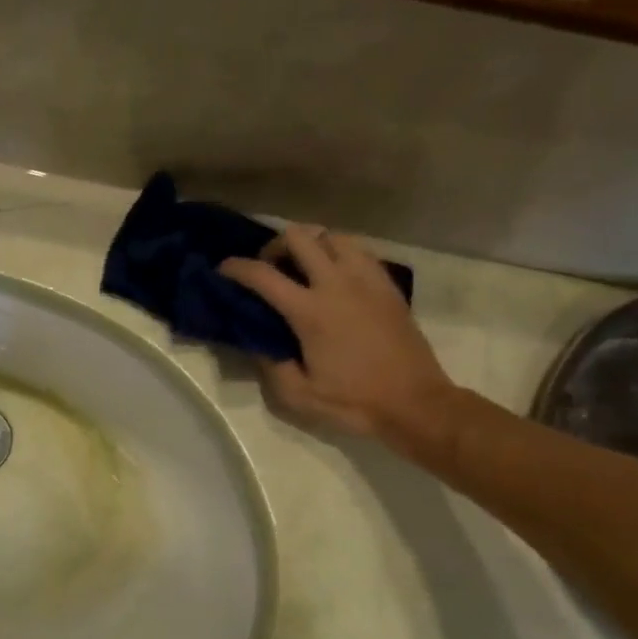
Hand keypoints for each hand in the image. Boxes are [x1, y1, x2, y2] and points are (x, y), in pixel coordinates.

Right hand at [221, 225, 458, 449]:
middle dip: (275, 245)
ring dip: (310, 245)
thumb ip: (270, 364)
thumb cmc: (353, 402)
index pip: (263, 275)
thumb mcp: (298, 395)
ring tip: (302, 267)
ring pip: (332, 236)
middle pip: (300, 237)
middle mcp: (337, 284)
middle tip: (268, 268)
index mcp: (311, 312)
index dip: (236, 268)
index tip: (223, 270)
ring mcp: (367, 280)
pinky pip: (359, 251)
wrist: (414, 403)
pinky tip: (334, 277)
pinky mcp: (387, 285)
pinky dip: (339, 253)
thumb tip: (256, 340)